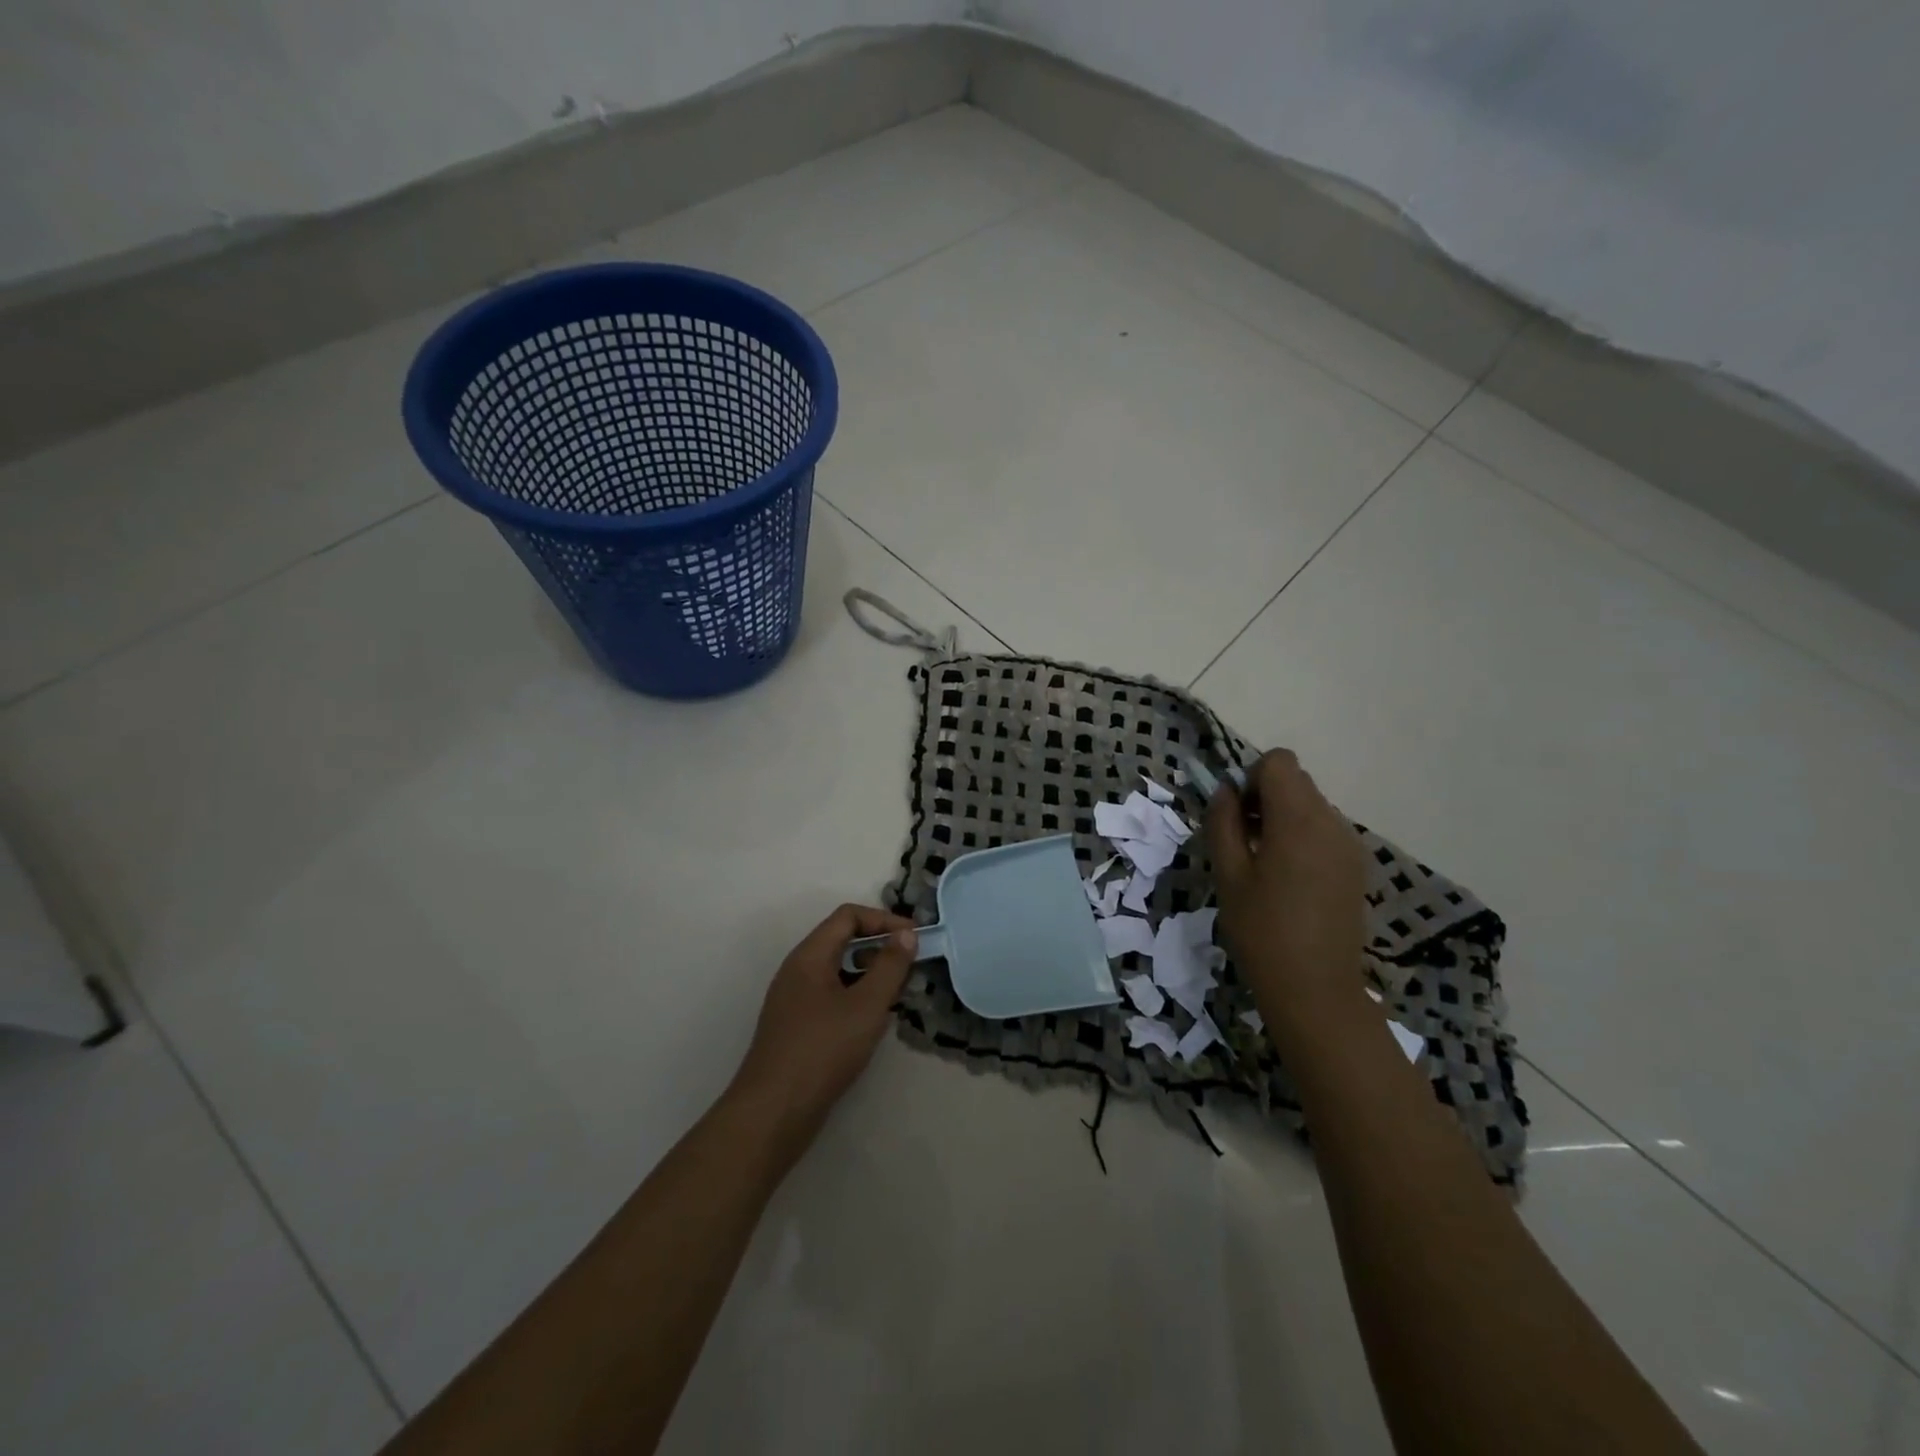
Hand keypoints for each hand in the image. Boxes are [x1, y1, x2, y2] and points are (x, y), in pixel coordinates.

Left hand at [728, 904, 917, 1151]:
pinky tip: (874, 1021)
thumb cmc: (823, 1050)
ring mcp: (794, 999)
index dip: (883, 920)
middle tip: (911, 966)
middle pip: (842, 940)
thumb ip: (890, 966)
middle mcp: (798, 970)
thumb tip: (906, 934)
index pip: (848, 916)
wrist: (773, 1112)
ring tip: (898, 993)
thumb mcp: (866, 1006)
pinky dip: (856, 996)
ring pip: (838, 970)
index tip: (914, 939)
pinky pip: (831, 995)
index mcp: (809, 956)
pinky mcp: (797, 1026)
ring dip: (870, 973)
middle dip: (879, 946)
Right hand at [1206, 750, 1367, 1027]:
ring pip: (1311, 805)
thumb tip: (1226, 791)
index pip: (1279, 762)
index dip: (1251, 777)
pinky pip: (1324, 830)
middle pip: (1296, 780)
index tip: (1236, 815)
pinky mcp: (1356, 866)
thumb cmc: (1262, 930)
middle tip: (1242, 840)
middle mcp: (1331, 822)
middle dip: (1264, 796)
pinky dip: (1301, 837)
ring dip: (1282, 818)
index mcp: (1298, 819)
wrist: (1316, 989)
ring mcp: (1349, 844)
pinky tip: (1288, 880)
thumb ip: (1223, 822)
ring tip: (1264, 864)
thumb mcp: (1228, 874)